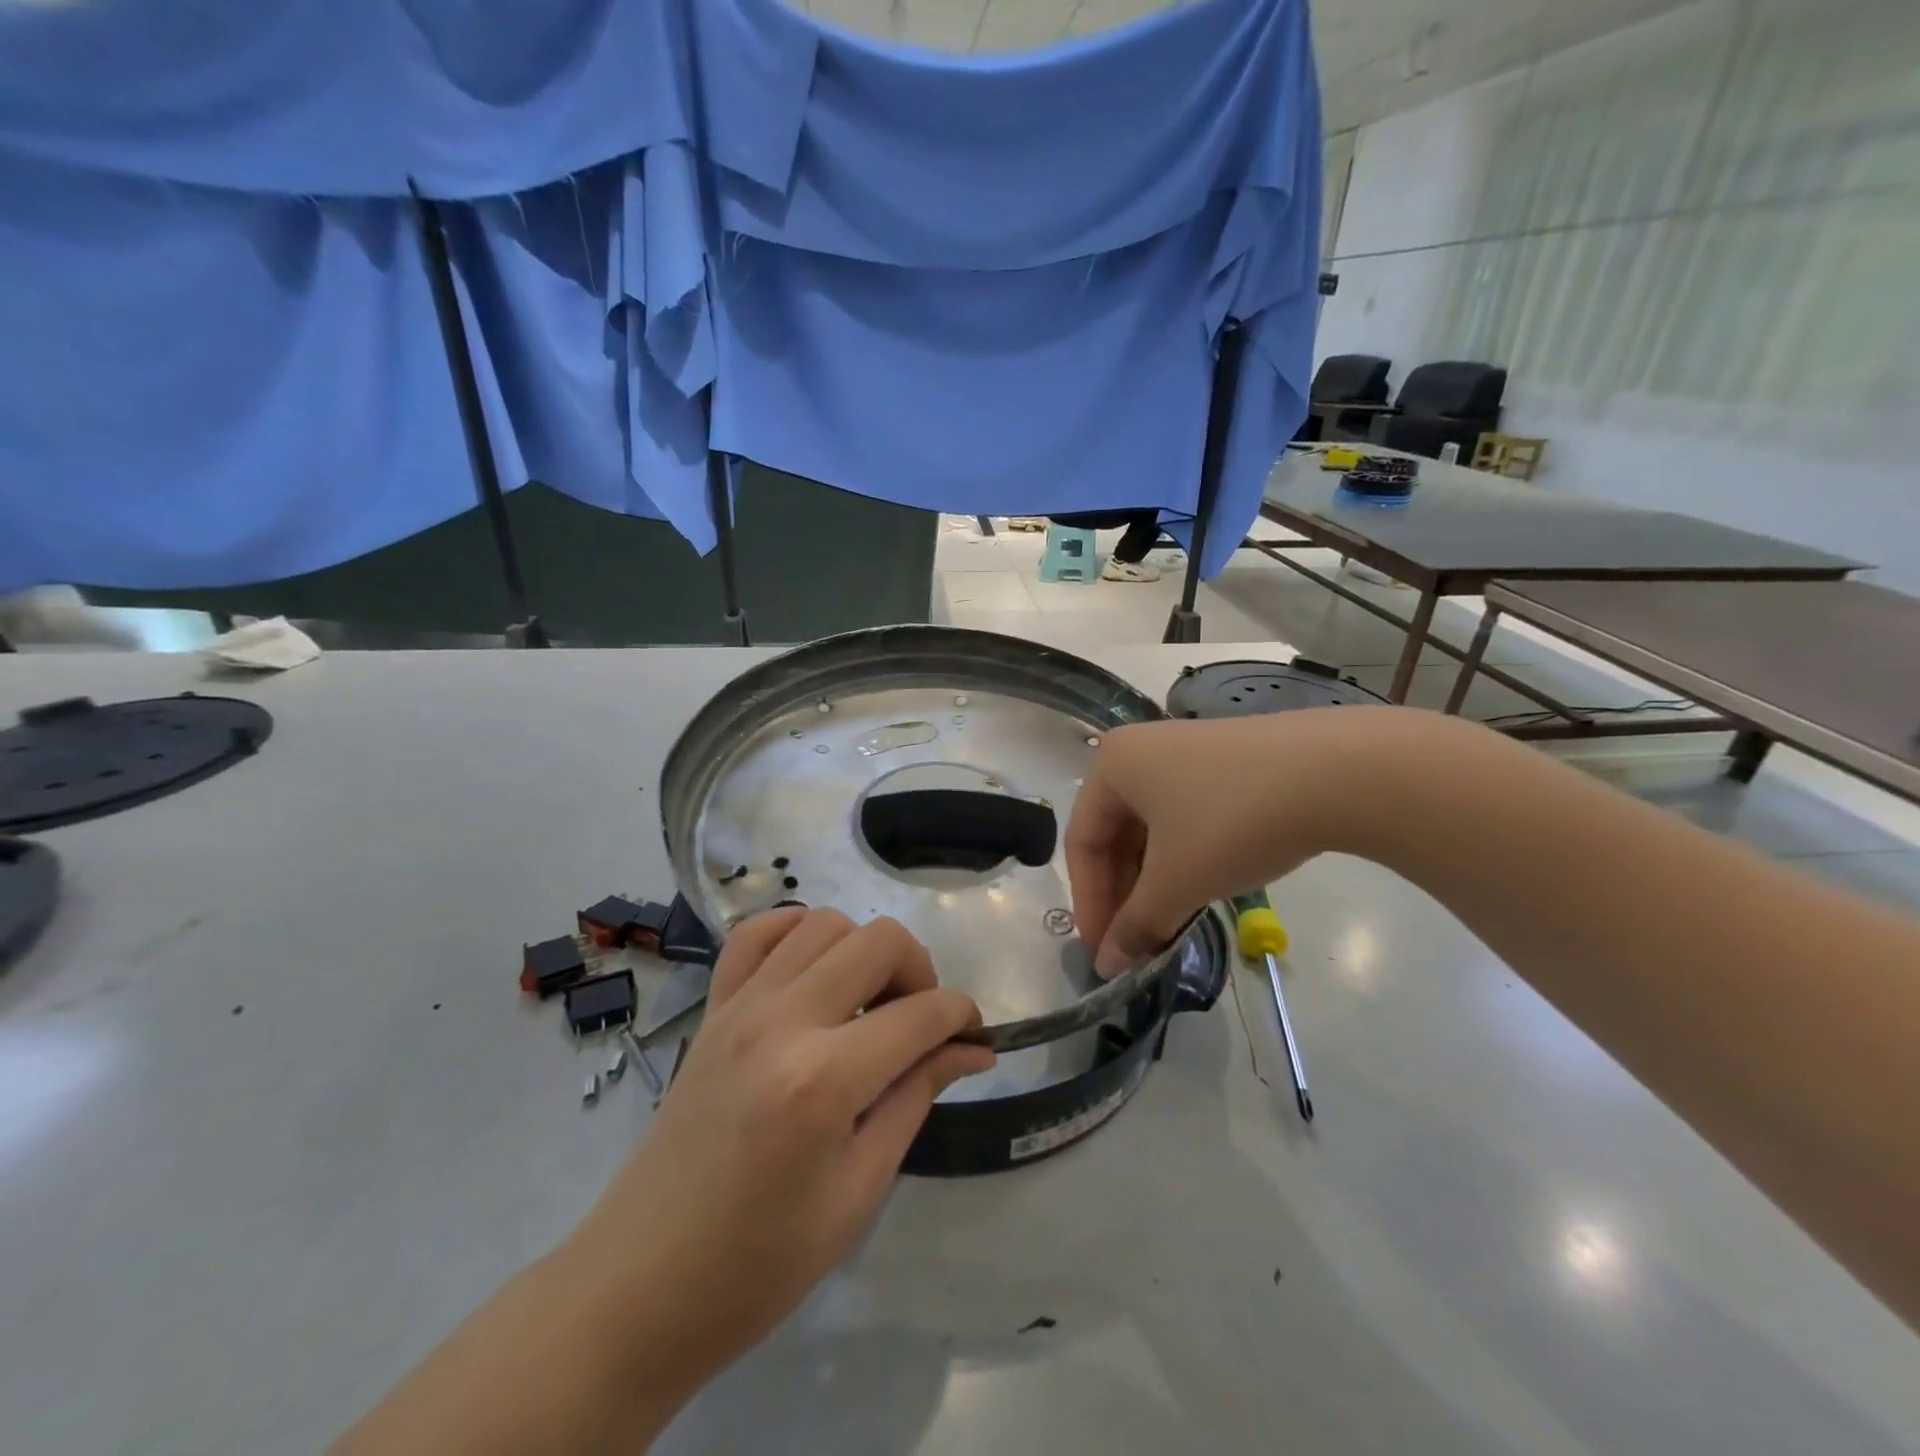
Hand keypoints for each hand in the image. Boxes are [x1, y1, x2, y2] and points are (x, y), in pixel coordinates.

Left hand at [575, 907, 993, 1401]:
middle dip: (921, 971)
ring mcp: (740, 1006)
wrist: (640, 1286)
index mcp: (823, 1081)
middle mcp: (782, 1021)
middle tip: (921, 1023)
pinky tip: (814, 972)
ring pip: (824, 923)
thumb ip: (916, 1098)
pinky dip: (796, 933)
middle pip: (878, 941)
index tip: (975, 1038)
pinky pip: (757, 933)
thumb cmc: (759, 1263)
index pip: (921, 1014)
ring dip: (863, 950)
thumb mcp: (858, 1191)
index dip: (963, 1017)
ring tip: (868, 1003)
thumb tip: (971, 1049)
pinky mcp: (712, 1008)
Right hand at [1066, 710, 1379, 975]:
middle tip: (1136, 943)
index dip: (1089, 902)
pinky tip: (1202, 888)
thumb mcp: (1177, 881)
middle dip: (1123, 894)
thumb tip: (1108, 966)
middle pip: (1115, 833)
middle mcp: (1142, 750)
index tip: (1105, 951)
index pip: (1081, 841)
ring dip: (1154, 880)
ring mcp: (1187, 752)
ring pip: (1153, 827)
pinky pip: (1186, 815)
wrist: (1338, 772)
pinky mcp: (1227, 762)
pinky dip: (1184, 857)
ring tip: (1170, 923)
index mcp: (1113, 764)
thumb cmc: (1232, 821)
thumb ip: (1136, 925)